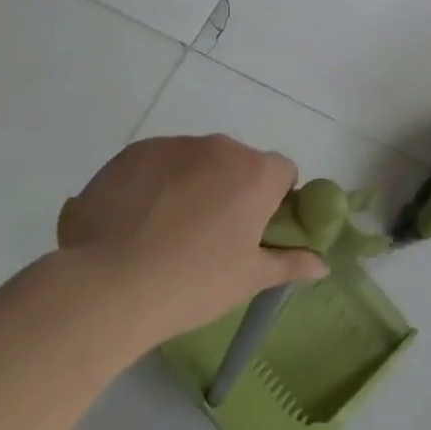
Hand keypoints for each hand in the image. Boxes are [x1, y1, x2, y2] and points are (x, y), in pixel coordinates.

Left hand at [57, 134, 327, 344]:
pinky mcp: (134, 152)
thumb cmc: (193, 283)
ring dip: (193, 184)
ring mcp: (173, 145)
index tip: (255, 231)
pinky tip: (136, 222)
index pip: (283, 172)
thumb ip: (289, 263)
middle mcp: (219, 147)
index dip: (275, 200)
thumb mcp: (248, 280)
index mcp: (255, 173)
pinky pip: (158, 162)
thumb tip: (322, 264)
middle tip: (211, 237)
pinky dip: (156, 183)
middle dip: (232, 190)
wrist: (108, 284)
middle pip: (238, 163)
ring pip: (196, 161)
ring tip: (166, 232)